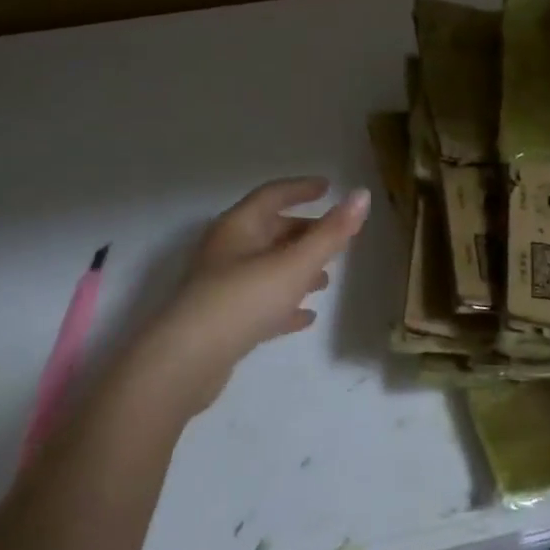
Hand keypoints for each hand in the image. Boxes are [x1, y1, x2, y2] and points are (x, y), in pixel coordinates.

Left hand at [121, 178, 369, 420]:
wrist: (186, 362)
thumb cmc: (243, 299)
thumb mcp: (295, 263)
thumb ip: (331, 233)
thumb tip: (362, 195)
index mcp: (239, 227)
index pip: (272, 195)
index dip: (301, 189)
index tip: (327, 187)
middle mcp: (228, 250)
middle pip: (270, 231)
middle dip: (303, 232)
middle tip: (335, 237)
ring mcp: (222, 287)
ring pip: (266, 268)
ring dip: (296, 269)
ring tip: (326, 279)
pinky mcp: (223, 321)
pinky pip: (260, 303)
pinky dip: (284, 304)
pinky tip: (306, 317)